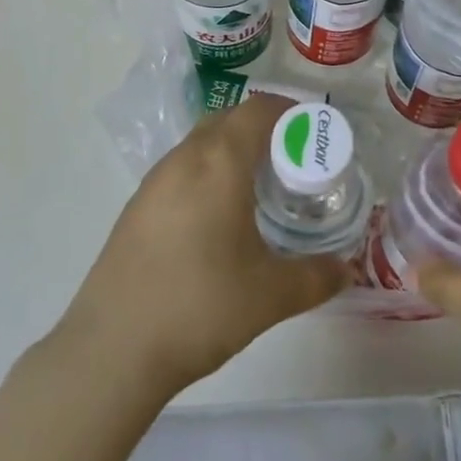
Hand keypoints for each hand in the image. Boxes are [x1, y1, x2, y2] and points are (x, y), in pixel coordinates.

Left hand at [59, 94, 347, 401]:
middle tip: (291, 160)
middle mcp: (184, 159)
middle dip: (261, 128)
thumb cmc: (200, 307)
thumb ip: (316, 277)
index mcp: (219, 162)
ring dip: (230, 149)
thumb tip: (348, 271)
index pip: (257, 111)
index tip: (312, 132)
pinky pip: (180, 169)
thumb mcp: (271, 296)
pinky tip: (216, 216)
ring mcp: (154, 181)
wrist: (112, 349)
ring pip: (200, 143)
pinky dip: (206, 172)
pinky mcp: (135, 207)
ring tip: (257, 186)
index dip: (288, 112)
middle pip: (227, 120)